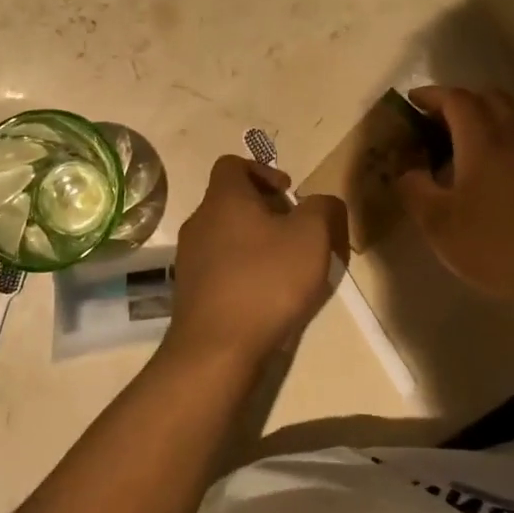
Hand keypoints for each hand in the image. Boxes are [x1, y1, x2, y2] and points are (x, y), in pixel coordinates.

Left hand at [166, 156, 343, 367]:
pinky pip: (219, 267)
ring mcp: (190, 257)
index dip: (263, 171)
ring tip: (285, 266)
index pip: (233, 164)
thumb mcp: (312, 236)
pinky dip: (242, 270)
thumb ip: (323, 208)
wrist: (217, 348)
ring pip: (225, 235)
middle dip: (264, 210)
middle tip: (295, 231)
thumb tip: (322, 202)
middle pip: (231, 201)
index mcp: (224, 198)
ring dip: (254, 242)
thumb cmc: (266, 280)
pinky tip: (265, 295)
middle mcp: (199, 221)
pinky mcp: (190, 290)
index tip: (289, 193)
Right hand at [398, 87, 513, 329]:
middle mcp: (513, 132)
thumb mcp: (438, 222)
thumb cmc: (496, 244)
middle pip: (485, 97)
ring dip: (480, 118)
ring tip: (456, 147)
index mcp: (483, 137)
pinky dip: (498, 135)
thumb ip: (413, 187)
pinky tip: (484, 170)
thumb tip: (407, 168)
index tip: (408, 105)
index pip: (454, 98)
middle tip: (431, 127)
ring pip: (507, 113)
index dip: (429, 95)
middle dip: (455, 103)